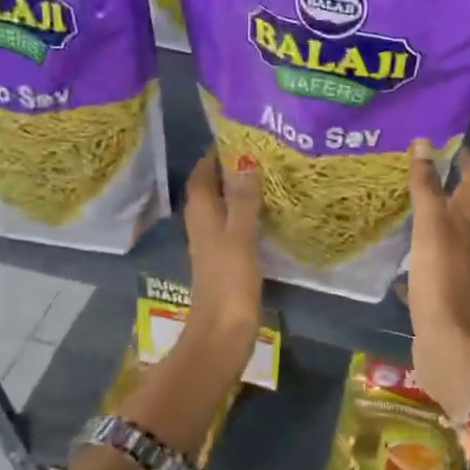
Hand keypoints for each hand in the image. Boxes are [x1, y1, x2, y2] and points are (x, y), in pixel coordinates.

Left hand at [180, 148, 262, 349]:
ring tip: (268, 174)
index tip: (238, 134)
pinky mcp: (226, 262)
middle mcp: (203, 226)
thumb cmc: (228, 283)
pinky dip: (247, 214)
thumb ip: (242, 200)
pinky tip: (268, 213)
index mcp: (201, 216)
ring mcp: (213, 245)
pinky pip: (234, 226)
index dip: (214, 154)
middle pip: (211, 189)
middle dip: (229, 169)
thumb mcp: (239, 237)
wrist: (222, 335)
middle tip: (260, 151)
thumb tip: (244, 159)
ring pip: (223, 208)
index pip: (202, 174)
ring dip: (239, 191)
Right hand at [404, 143, 469, 423]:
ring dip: (418, 220)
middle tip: (406, 168)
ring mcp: (443, 271)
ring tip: (390, 204)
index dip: (465, 162)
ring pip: (432, 238)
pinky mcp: (429, 294)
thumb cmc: (441, 279)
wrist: (446, 343)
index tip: (450, 142)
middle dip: (436, 187)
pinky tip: (386, 257)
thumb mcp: (431, 228)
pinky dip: (404, 259)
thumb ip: (426, 188)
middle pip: (451, 210)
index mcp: (462, 225)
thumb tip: (423, 143)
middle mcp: (457, 244)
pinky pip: (416, 268)